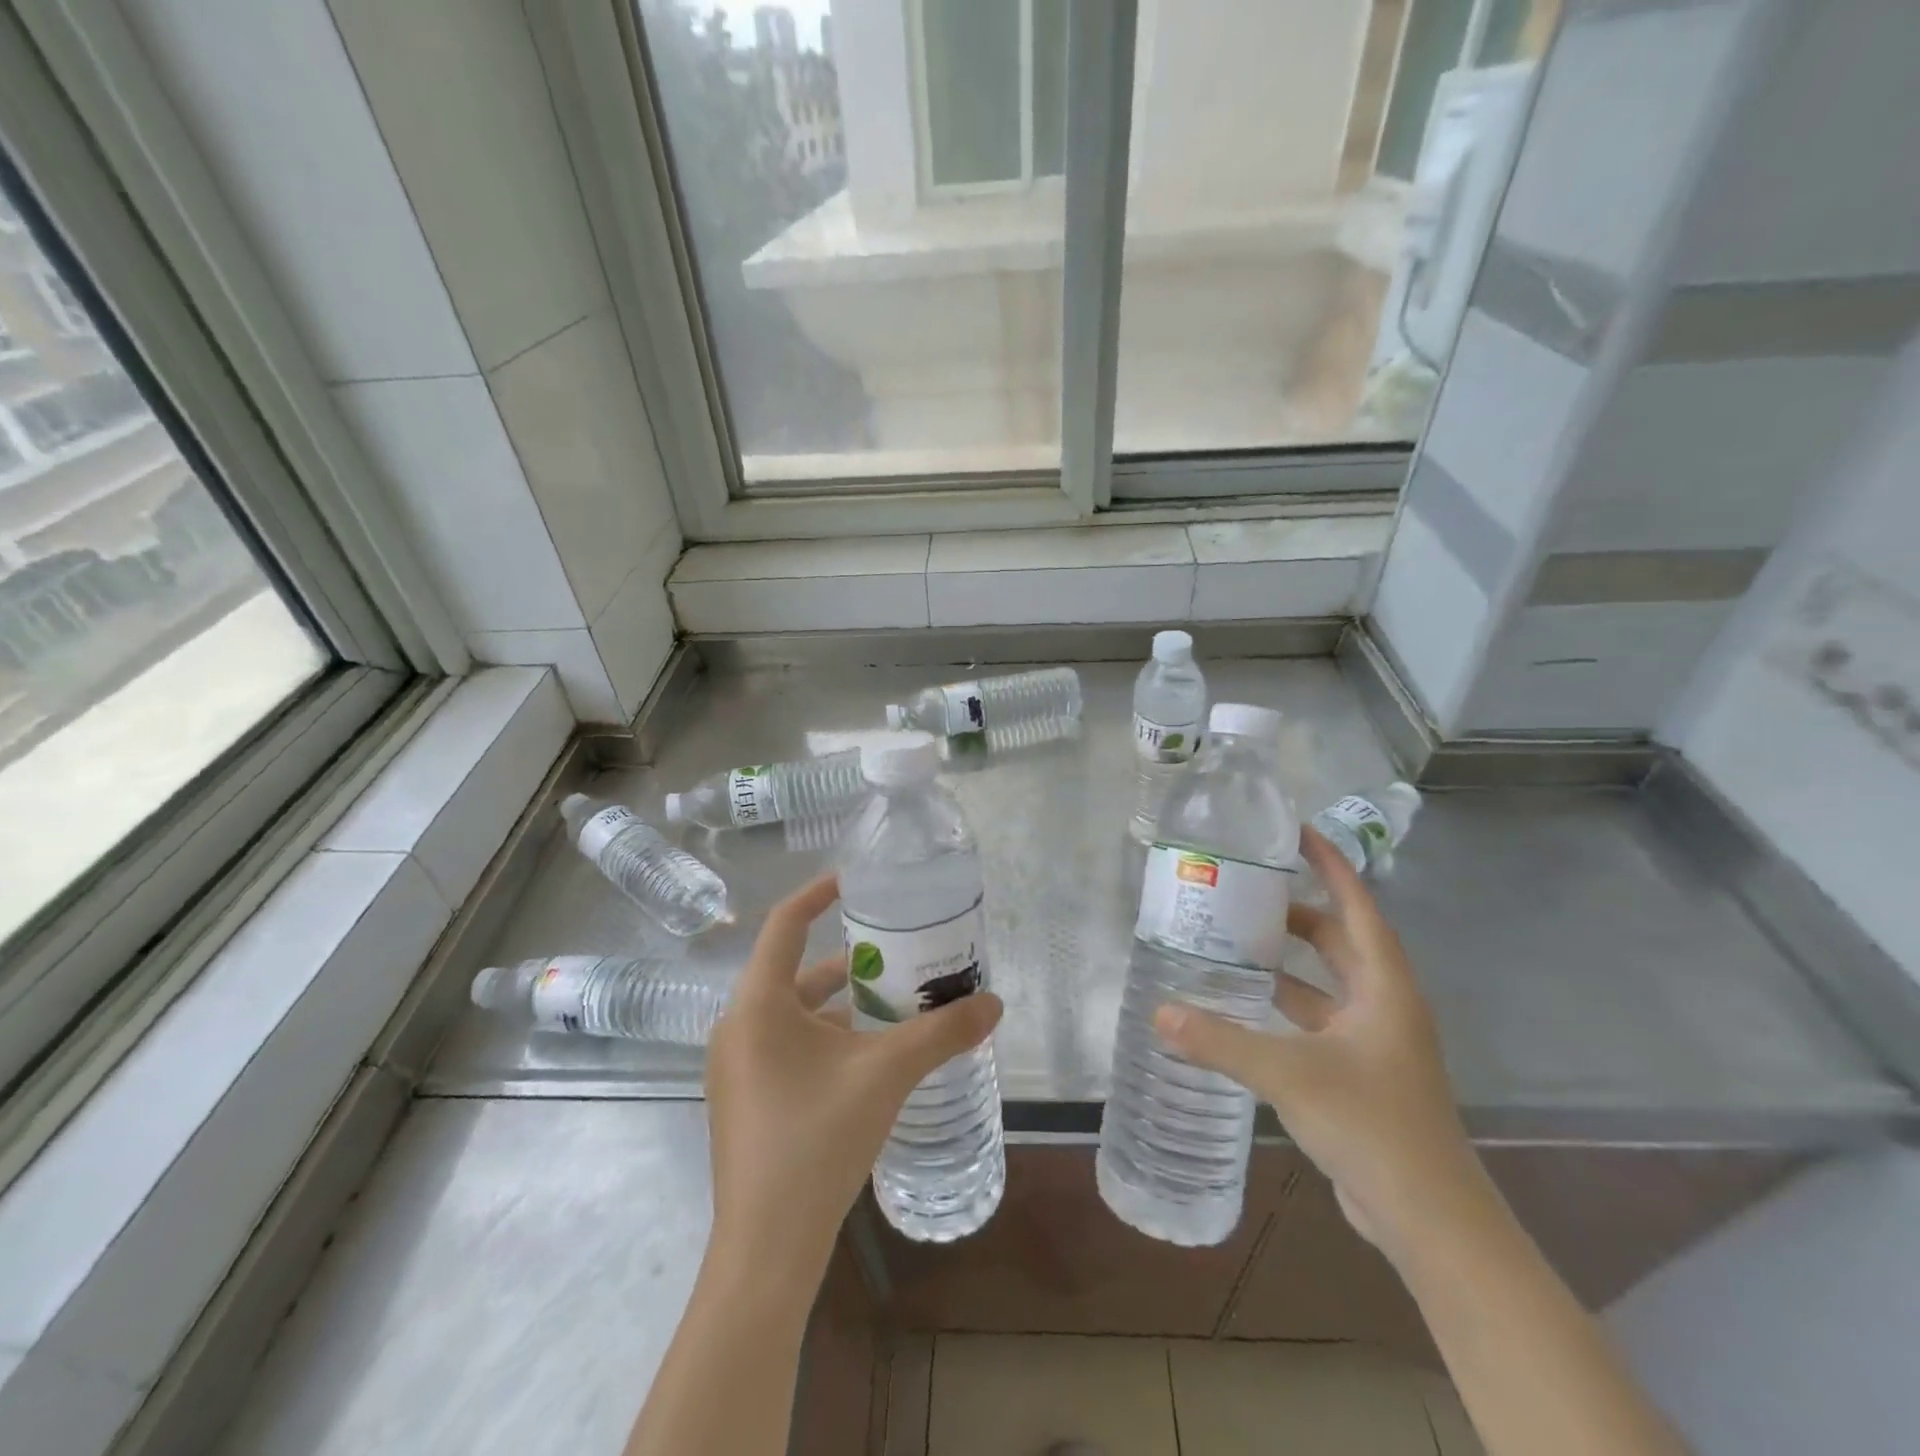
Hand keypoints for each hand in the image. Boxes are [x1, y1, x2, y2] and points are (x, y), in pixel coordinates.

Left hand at [703, 873, 1002, 1287]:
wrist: (767, 1250)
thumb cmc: (818, 1139)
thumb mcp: (887, 1074)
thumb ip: (942, 1032)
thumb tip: (995, 1002)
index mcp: (758, 1003)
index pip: (785, 923)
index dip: (819, 894)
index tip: (858, 881)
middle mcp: (738, 1026)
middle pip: (795, 970)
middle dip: (849, 960)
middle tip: (899, 950)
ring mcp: (736, 1066)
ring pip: (794, 1013)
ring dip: (841, 1003)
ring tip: (895, 1002)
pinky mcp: (745, 1099)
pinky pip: (787, 1045)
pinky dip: (826, 1037)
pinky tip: (869, 1056)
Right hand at [1154, 825, 1481, 1262]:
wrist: (1431, 1219)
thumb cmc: (1372, 1126)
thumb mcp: (1289, 1075)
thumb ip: (1221, 1041)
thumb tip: (1159, 1012)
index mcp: (1384, 987)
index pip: (1357, 907)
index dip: (1330, 865)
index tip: (1296, 832)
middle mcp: (1384, 1005)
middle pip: (1340, 940)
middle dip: (1297, 912)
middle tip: (1245, 889)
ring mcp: (1374, 1041)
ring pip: (1328, 982)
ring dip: (1289, 961)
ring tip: (1236, 939)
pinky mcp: (1361, 1073)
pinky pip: (1319, 1019)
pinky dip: (1286, 1005)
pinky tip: (1246, 1005)